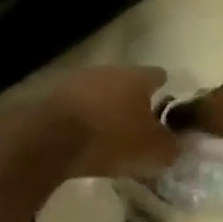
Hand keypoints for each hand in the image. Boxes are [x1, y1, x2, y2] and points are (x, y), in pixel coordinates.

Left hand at [42, 66, 179, 178]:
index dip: (165, 90)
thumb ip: (169, 146)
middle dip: (132, 101)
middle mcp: (107, 70)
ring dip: (104, 109)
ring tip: (108, 134)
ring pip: (98, 93)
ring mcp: (75, 80)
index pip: (158, 75)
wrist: (49, 138)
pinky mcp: (51, 96)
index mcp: (136, 77)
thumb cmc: (110, 139)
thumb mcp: (152, 151)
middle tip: (138, 125)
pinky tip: (82, 138)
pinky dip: (81, 119)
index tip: (168, 107)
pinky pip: (75, 107)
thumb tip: (173, 145)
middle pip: (125, 83)